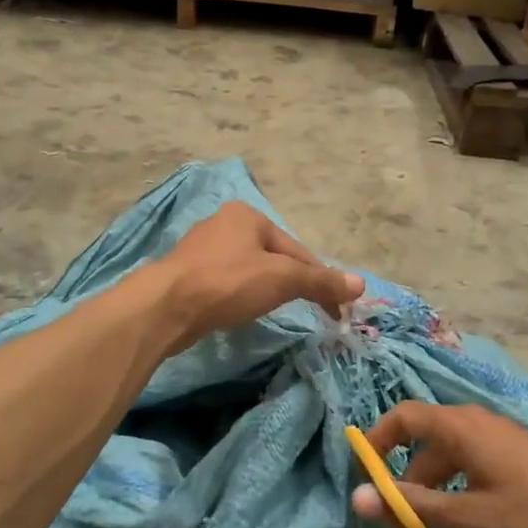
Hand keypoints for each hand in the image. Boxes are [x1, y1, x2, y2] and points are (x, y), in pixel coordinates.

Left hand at [152, 203, 362, 352]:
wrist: (166, 306)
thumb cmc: (228, 283)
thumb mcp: (282, 279)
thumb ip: (321, 281)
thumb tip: (360, 284)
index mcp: (248, 215)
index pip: (297, 249)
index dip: (320, 280)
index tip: (335, 310)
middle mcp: (223, 223)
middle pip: (272, 257)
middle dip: (291, 283)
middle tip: (308, 312)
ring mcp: (201, 248)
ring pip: (248, 269)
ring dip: (265, 289)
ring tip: (274, 311)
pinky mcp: (186, 273)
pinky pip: (226, 282)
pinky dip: (240, 295)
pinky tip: (240, 310)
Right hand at [350, 402, 527, 527]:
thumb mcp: (470, 520)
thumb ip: (411, 507)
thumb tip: (356, 498)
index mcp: (461, 429)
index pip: (402, 418)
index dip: (376, 444)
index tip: (365, 484)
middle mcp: (479, 432)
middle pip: (428, 462)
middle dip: (417, 509)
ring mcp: (505, 455)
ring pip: (459, 488)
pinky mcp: (526, 477)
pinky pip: (487, 497)